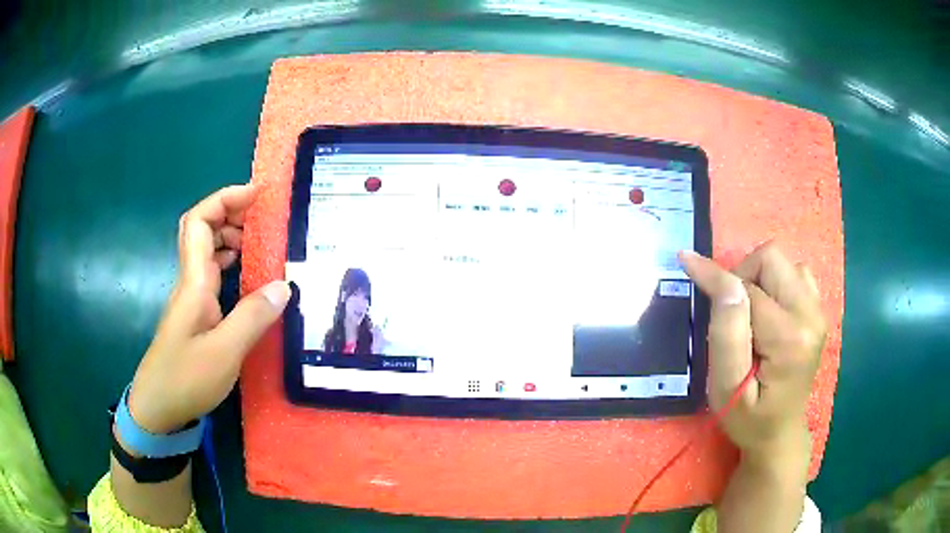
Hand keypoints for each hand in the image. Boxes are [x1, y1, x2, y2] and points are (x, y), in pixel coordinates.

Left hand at [127, 184, 289, 434]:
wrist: (158, 408)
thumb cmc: (185, 378)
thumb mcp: (225, 352)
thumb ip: (253, 317)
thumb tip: (286, 285)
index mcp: (193, 282)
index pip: (200, 221)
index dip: (225, 198)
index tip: (257, 193)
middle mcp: (190, 282)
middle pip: (202, 229)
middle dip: (231, 213)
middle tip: (262, 219)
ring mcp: (191, 298)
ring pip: (206, 251)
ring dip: (230, 237)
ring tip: (258, 242)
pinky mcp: (195, 314)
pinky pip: (212, 274)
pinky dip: (230, 263)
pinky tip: (246, 275)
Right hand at [679, 242, 826, 462]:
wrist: (780, 432)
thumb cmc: (748, 418)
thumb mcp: (725, 388)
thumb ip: (726, 333)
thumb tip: (723, 281)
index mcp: (789, 337)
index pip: (748, 288)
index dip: (716, 279)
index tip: (686, 262)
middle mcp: (811, 315)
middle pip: (771, 259)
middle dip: (742, 275)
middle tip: (729, 312)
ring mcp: (818, 311)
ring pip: (783, 262)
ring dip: (758, 278)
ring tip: (749, 314)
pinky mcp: (818, 311)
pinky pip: (795, 273)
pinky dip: (774, 282)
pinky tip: (768, 311)